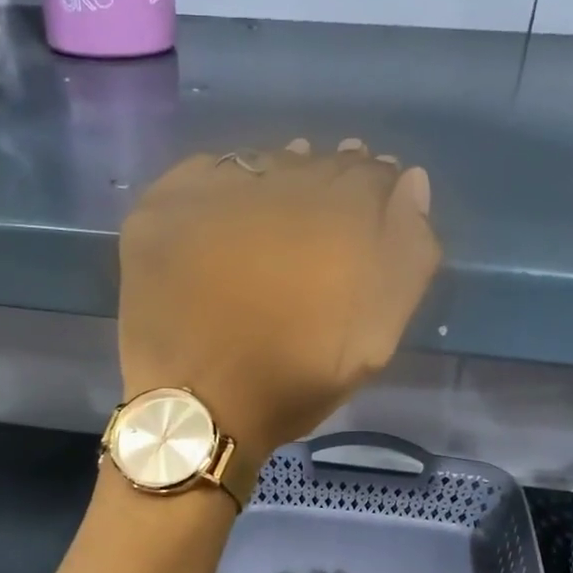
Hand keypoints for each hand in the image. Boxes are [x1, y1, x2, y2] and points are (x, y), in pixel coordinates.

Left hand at [118, 139, 439, 458]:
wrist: (197, 408)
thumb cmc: (292, 381)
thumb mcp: (374, 337)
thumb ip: (407, 257)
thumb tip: (410, 183)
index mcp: (336, 214)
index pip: (370, 173)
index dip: (375, 191)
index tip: (369, 214)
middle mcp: (277, 184)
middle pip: (316, 163)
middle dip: (328, 183)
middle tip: (320, 220)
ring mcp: (212, 191)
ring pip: (260, 165)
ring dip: (277, 180)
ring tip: (277, 214)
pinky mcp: (162, 207)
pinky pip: (202, 175)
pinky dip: (221, 188)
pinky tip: (225, 217)